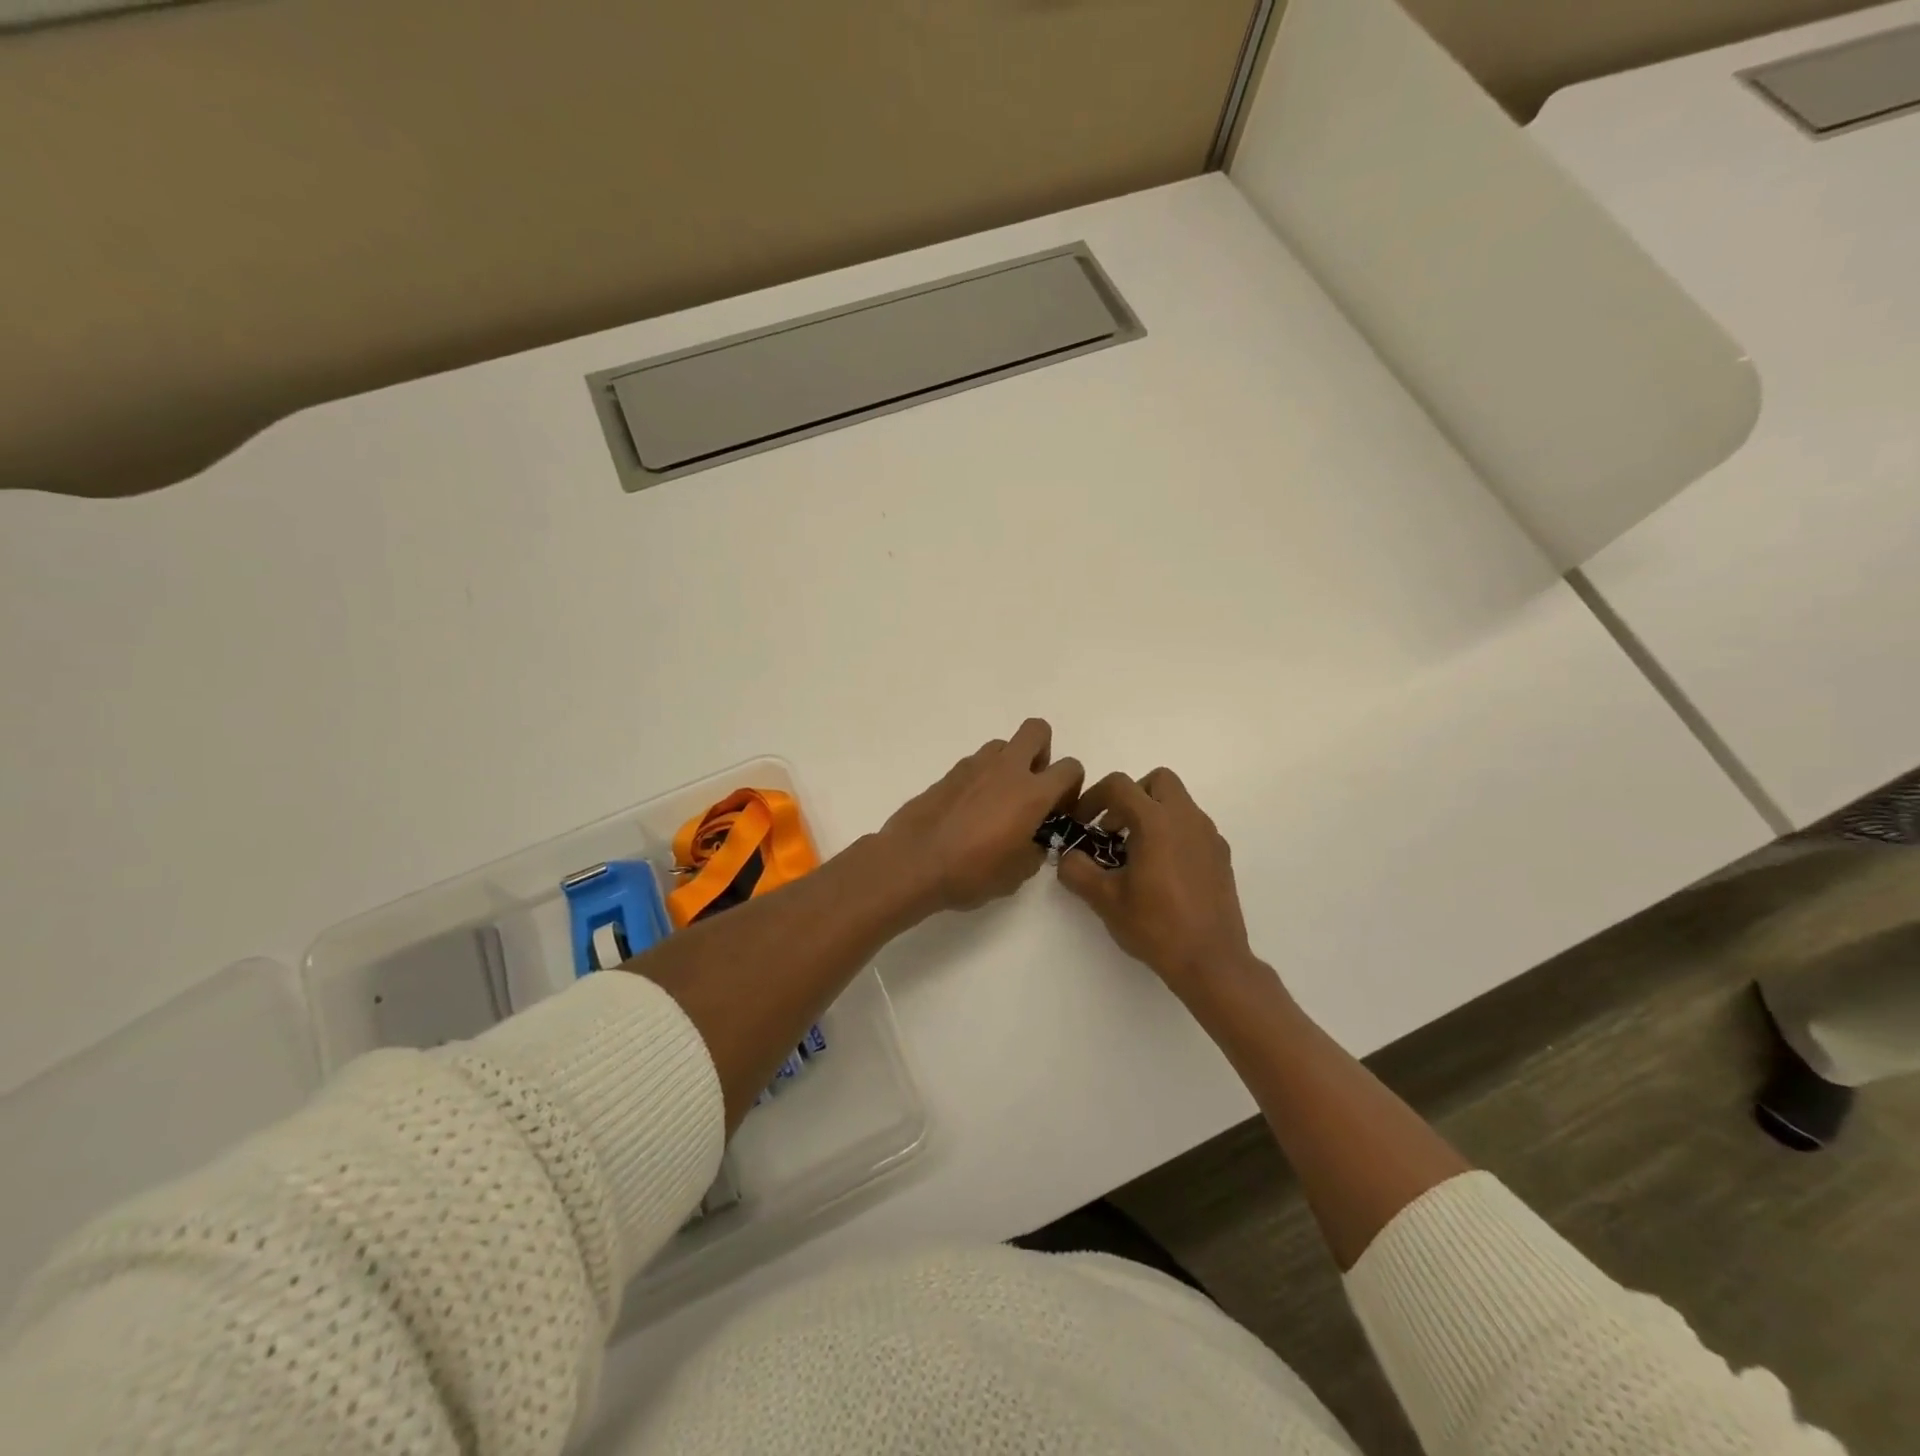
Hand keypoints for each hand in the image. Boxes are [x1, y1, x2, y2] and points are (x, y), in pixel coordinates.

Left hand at [880, 719, 1083, 912]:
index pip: (1070, 767)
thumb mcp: (1017, 874)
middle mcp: (1007, 769)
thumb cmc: (971, 872)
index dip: (1071, 787)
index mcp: (1032, 793)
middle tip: (1033, 786)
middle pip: (1037, 731)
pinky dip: (981, 777)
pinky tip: (971, 808)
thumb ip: (1035, 850)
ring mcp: (974, 766)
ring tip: (999, 799)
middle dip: (1042, 752)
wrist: (913, 862)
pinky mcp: (948, 772)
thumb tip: (1034, 841)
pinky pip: (976, 763)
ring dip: (1009, 763)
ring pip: (1003, 744)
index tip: (1058, 810)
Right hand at [1057, 768, 1255, 1002]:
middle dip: (1131, 796)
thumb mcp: (1105, 900)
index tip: (1082, 823)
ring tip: (1135, 854)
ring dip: (1152, 814)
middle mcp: (1186, 818)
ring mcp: (1209, 835)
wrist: (1211, 961)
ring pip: (1178, 802)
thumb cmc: (1155, 926)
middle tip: (1114, 829)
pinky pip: (1192, 827)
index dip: (1093, 798)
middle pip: (1157, 780)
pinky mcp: (1221, 855)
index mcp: (1156, 822)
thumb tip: (1068, 857)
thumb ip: (1077, 870)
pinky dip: (1172, 833)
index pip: (1119, 785)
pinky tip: (1162, 871)